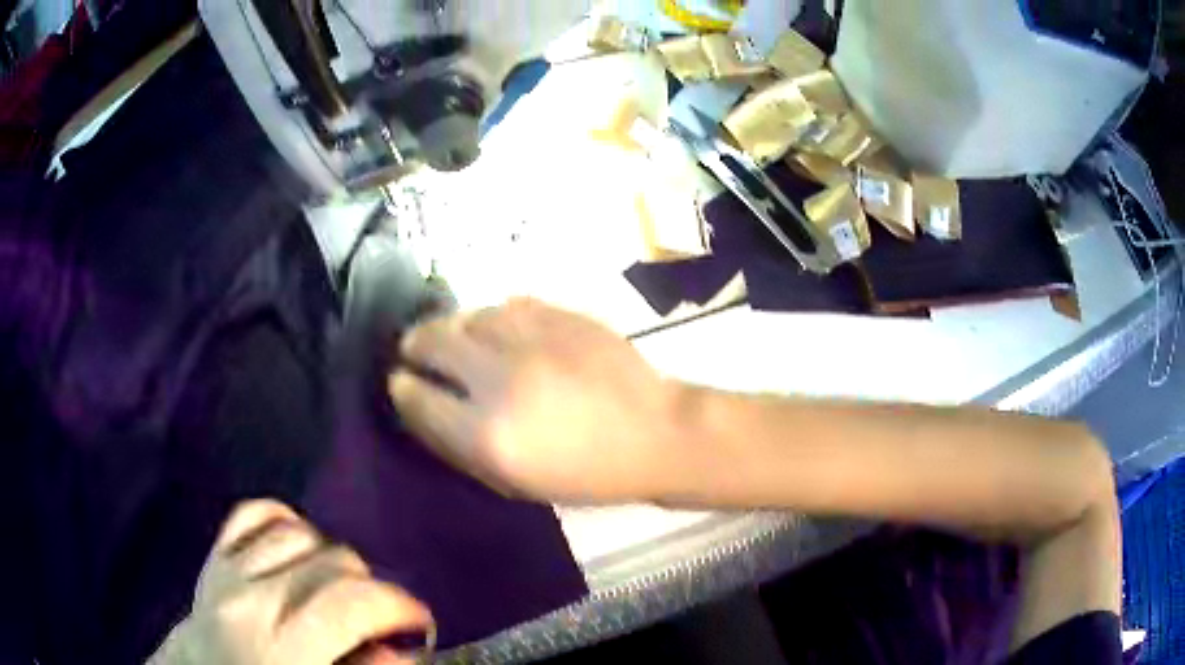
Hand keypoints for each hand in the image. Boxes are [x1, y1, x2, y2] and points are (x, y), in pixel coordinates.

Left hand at [150, 500, 433, 664]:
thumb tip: (403, 647)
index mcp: (282, 649)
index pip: (352, 601)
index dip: (399, 605)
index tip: (419, 622)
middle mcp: (251, 600)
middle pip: (332, 560)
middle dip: (370, 587)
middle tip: (378, 618)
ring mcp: (227, 571)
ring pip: (299, 531)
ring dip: (331, 558)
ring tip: (337, 590)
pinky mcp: (213, 556)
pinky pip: (252, 514)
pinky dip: (285, 522)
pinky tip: (299, 551)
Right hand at [389, 298, 681, 502]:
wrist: (654, 432)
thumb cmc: (585, 473)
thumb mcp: (513, 482)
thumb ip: (457, 446)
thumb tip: (418, 407)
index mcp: (485, 433)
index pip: (414, 395)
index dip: (402, 389)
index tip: (402, 384)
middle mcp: (498, 378)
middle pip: (430, 340)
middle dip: (415, 346)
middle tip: (419, 353)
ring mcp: (529, 339)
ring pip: (466, 315)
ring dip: (456, 329)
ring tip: (464, 342)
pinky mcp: (557, 314)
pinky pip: (505, 305)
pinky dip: (495, 319)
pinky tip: (504, 333)